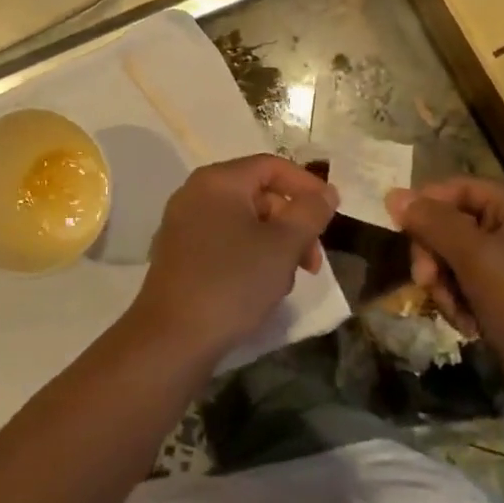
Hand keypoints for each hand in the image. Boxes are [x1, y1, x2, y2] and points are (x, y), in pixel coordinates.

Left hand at [130, 155, 338, 361]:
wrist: (173, 337)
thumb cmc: (233, 282)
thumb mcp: (283, 245)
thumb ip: (310, 212)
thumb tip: (327, 191)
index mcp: (218, 180)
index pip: (272, 166)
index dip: (307, 186)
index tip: (330, 215)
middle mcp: (195, 192)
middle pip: (258, 194)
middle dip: (292, 224)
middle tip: (312, 262)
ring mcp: (182, 223)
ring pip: (242, 221)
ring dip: (273, 244)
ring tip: (284, 281)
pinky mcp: (177, 252)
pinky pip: (222, 240)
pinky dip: (247, 255)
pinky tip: (258, 287)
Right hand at [383, 177, 503, 399]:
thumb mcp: (476, 258)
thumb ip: (434, 223)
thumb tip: (393, 194)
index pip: (459, 188)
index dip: (426, 204)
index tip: (400, 231)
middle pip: (454, 225)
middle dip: (434, 254)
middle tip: (425, 282)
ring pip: (457, 260)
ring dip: (445, 285)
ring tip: (456, 313)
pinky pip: (471, 287)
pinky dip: (462, 304)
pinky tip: (470, 327)